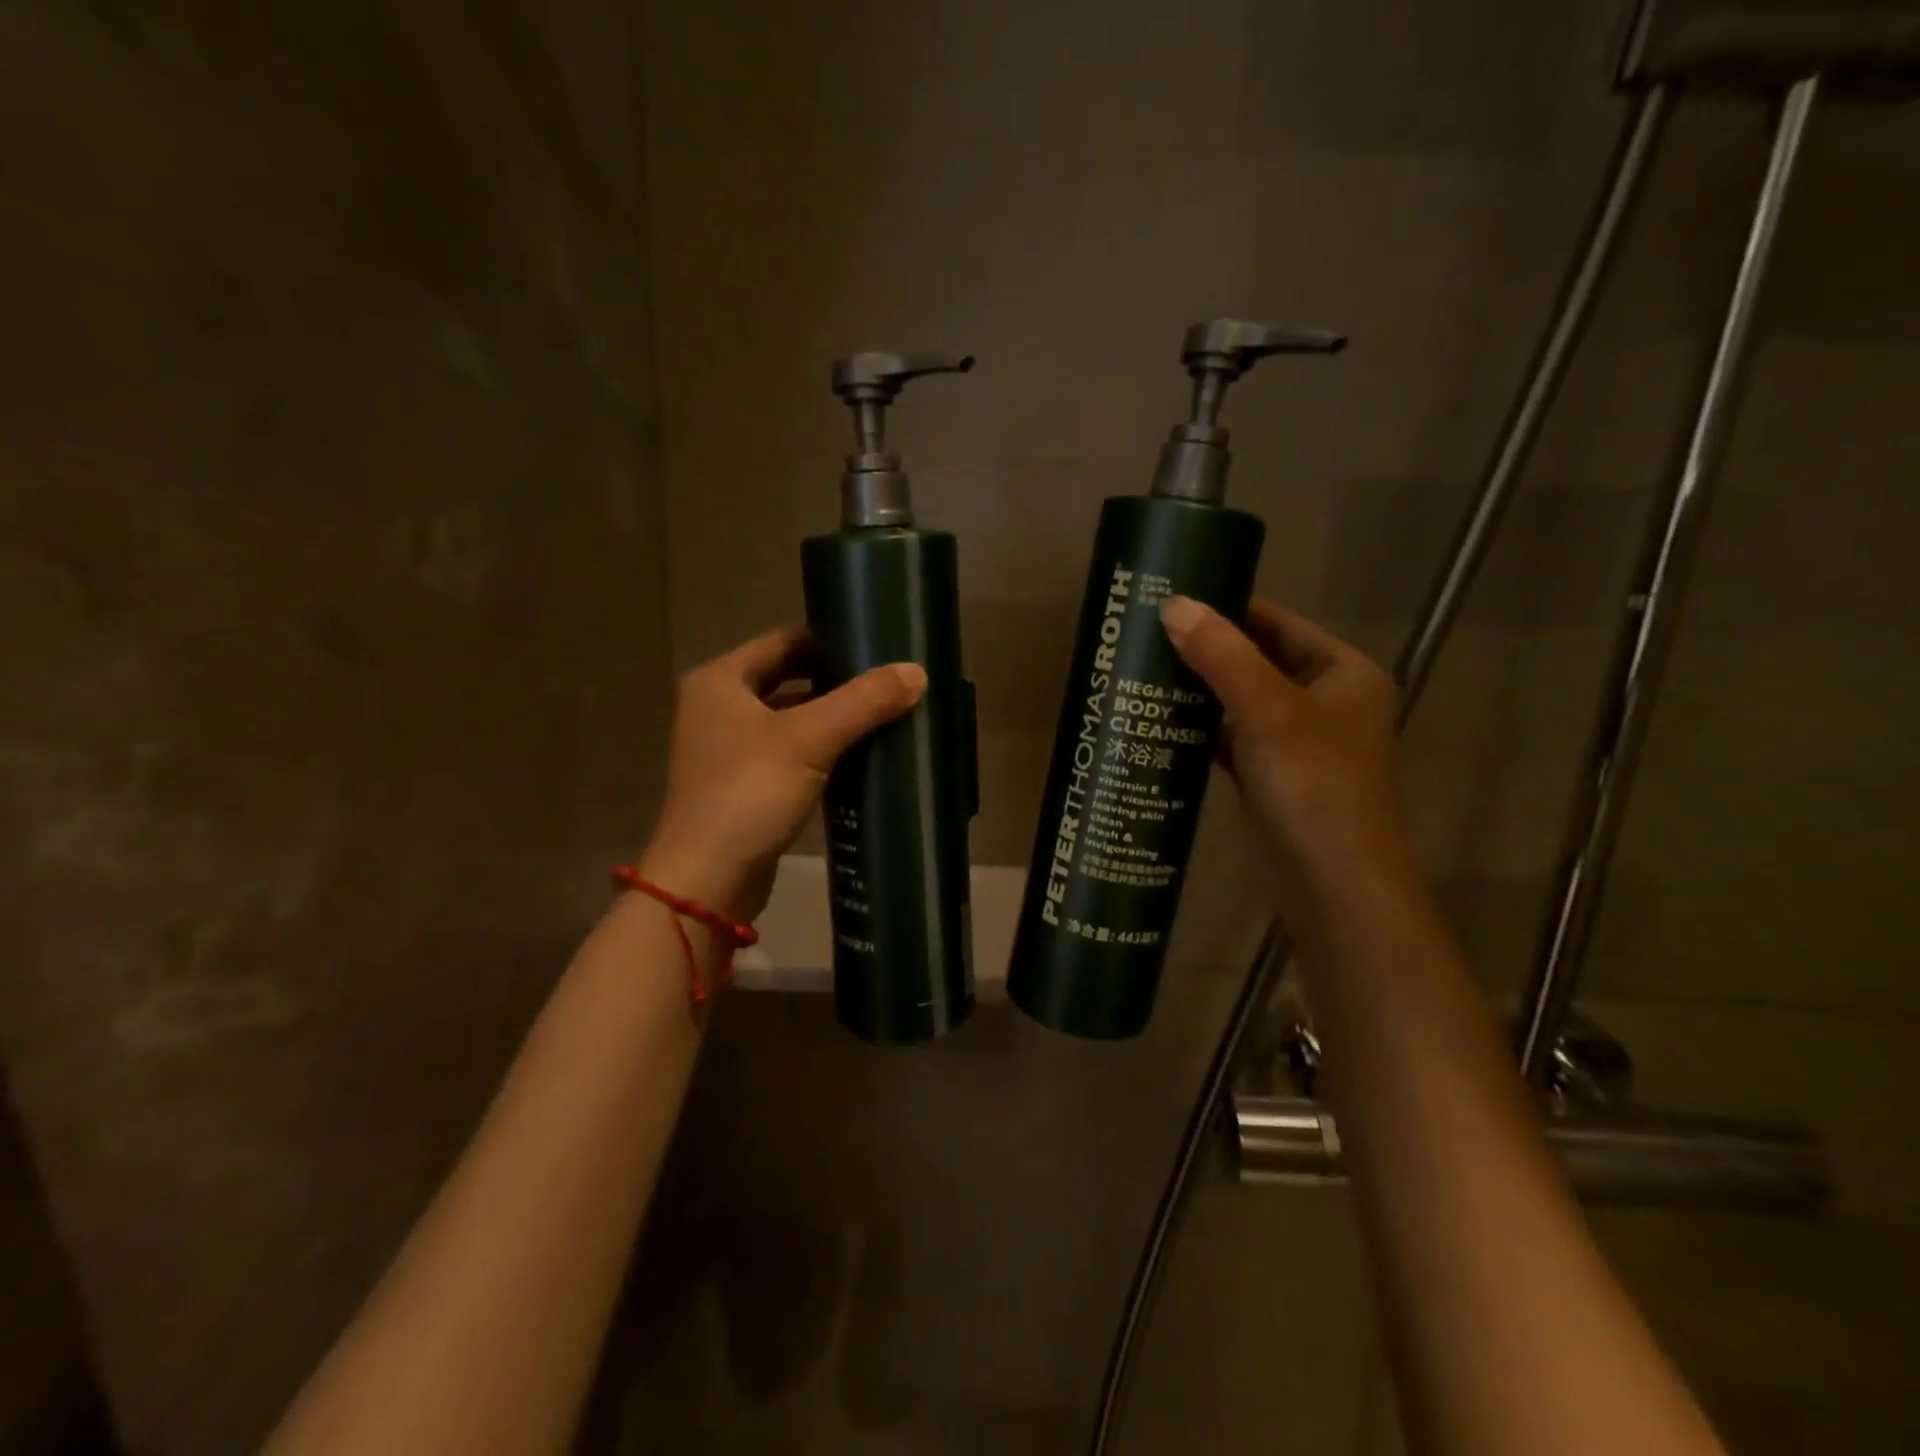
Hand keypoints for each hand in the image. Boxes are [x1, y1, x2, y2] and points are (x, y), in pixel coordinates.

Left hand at [639, 626, 926, 921]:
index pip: (784, 641)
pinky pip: (788, 753)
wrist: (707, 880)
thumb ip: (863, 702)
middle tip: (888, 681)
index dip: (830, 639)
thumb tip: (917, 672)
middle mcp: (717, 707)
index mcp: (720, 680)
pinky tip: (860, 756)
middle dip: (836, 681)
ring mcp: (727, 749)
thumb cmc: (749, 793)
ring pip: (789, 719)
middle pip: (787, 679)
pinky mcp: (742, 786)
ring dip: (830, 718)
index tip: (877, 644)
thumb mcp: (810, 739)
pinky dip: (820, 751)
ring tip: (883, 713)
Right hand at [1160, 596, 1413, 916]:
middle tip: (1147, 636)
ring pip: (1241, 702)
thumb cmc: (1313, 785)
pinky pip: (1233, 739)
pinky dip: (1202, 731)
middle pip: (1257, 661)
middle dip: (1206, 651)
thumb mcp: (1267, 711)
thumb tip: (1173, 605)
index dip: (1227, 608)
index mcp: (1343, 673)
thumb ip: (1222, 655)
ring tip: (1144, 672)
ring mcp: (1299, 743)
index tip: (1173, 599)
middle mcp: (1326, 701)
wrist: (1332, 883)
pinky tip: (1160, 723)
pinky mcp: (1273, 777)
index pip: (1278, 623)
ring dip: (1199, 691)